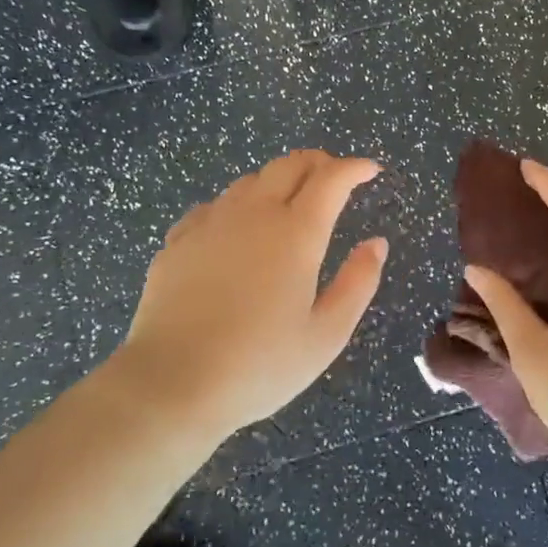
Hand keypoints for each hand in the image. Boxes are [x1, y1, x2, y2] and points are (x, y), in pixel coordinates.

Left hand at [109, 151, 388, 439]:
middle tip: (334, 177)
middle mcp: (254, 214)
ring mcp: (211, 223)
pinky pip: (215, 206)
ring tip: (290, 202)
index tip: (370, 169)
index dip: (354, 167)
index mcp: (297, 233)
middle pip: (289, 165)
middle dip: (318, 162)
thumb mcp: (326, 335)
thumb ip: (358, 283)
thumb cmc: (259, 366)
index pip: (331, 179)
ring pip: (250, 181)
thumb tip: (376, 243)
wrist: (171, 384)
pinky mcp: (178, 240)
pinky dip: (238, 206)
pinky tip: (237, 230)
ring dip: (278, 181)